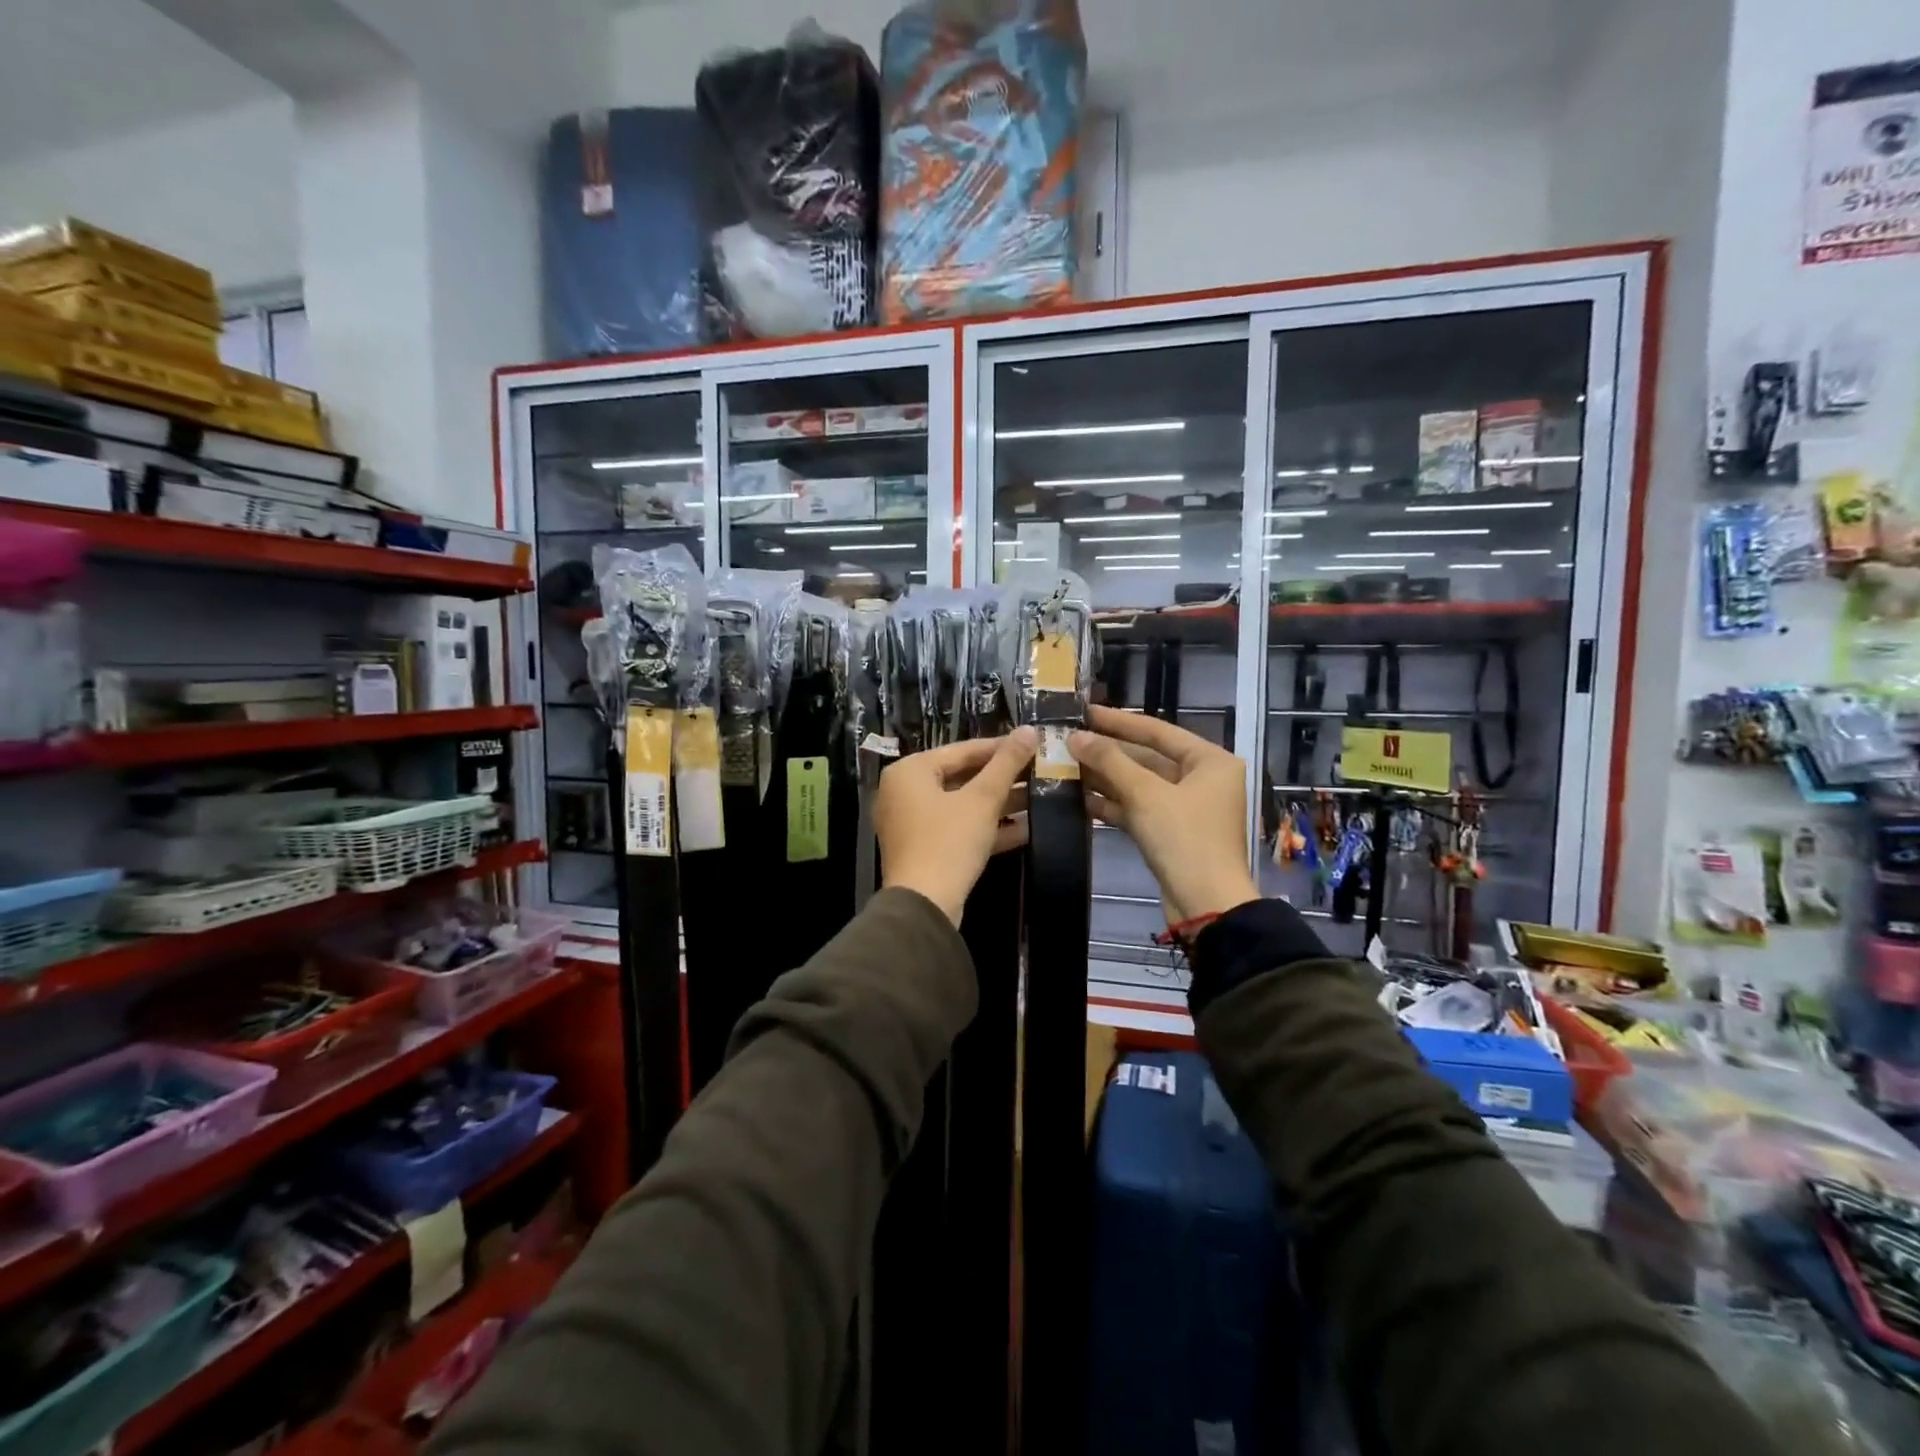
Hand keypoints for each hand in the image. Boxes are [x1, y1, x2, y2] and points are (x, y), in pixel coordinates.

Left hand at [876, 727, 1036, 924]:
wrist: (924, 906)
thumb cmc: (949, 842)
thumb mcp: (982, 799)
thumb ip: (1006, 763)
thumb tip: (1028, 730)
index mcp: (910, 771)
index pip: (961, 750)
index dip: (1000, 747)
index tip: (1032, 745)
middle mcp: (904, 792)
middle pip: (962, 777)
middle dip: (1003, 778)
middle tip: (1040, 770)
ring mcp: (913, 823)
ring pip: (963, 804)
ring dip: (1000, 803)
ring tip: (1040, 796)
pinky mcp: (925, 849)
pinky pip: (959, 828)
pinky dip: (988, 827)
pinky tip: (1027, 827)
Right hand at [1068, 705, 1259, 922]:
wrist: (1206, 906)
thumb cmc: (1185, 839)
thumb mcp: (1146, 794)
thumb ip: (1110, 761)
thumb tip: (1075, 736)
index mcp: (1211, 761)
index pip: (1158, 731)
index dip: (1119, 721)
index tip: (1085, 711)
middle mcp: (1203, 779)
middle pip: (1148, 757)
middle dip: (1108, 752)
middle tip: (1069, 740)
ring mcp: (1186, 808)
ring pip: (1140, 784)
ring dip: (1105, 778)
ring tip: (1065, 766)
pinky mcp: (1171, 833)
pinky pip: (1138, 809)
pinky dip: (1112, 804)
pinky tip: (1079, 798)